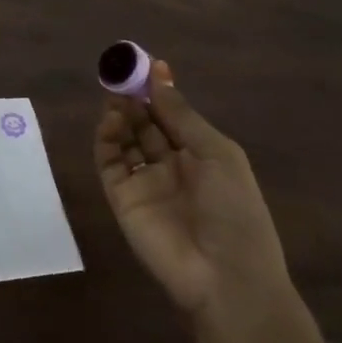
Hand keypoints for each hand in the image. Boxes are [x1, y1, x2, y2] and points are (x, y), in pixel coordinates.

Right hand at [96, 57, 291, 327]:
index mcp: (201, 155)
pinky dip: (106, 139)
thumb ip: (181, 114)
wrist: (226, 279)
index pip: (172, 115)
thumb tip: (159, 72)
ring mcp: (145, 182)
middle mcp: (171, 165)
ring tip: (116, 97)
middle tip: (121, 75)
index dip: (158, 90)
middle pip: (146, 123)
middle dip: (135, 98)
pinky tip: (111, 122)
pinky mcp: (122, 197)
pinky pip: (110, 162)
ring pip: (125, 138)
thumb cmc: (235, 211)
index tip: (144, 64)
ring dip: (120, 115)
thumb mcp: (217, 154)